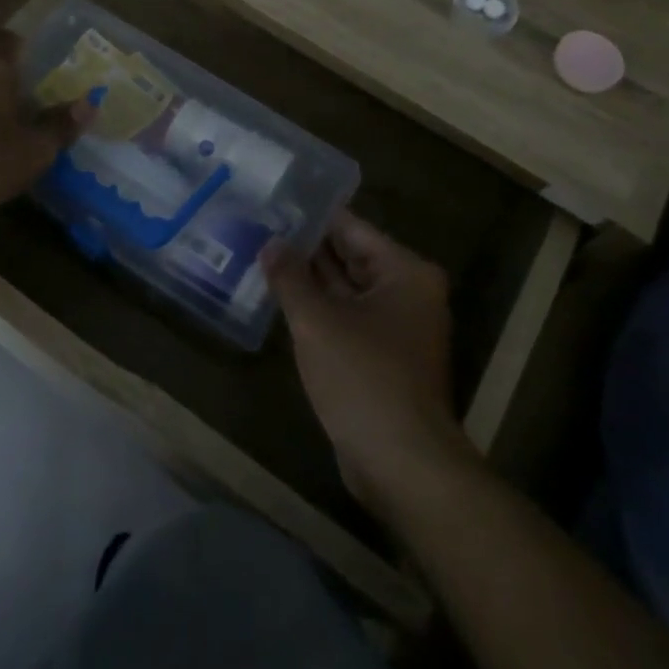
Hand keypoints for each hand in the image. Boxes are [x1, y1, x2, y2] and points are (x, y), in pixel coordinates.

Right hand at [267, 212, 469, 515]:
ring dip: (310, 280)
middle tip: (260, 228)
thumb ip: (290, 276)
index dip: (311, 216)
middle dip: (307, 248)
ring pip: (347, 290)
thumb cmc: (363, 378)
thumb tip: (271, 243)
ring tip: (263, 257)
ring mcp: (398, 327)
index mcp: (405, 272)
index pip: (351, 228)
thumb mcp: (317, 321)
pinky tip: (282, 301)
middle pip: (350, 257)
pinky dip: (320, 311)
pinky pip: (347, 319)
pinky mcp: (384, 358)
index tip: (274, 204)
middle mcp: (408, 293)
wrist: (402, 464)